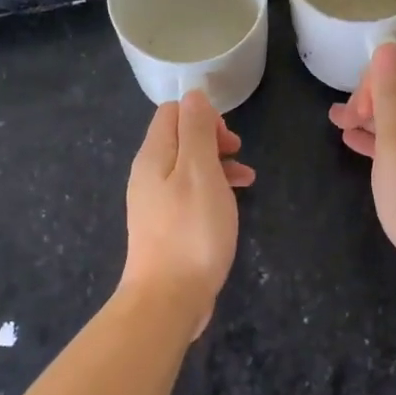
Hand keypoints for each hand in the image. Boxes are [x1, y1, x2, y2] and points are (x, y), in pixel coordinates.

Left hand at [120, 91, 254, 335]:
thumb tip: (193, 96)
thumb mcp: (200, 172)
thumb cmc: (191, 231)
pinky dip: (212, 190)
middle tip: (238, 154)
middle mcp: (148, 174)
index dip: (203, 116)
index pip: (172, 112)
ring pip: (188, 167)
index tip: (228, 139)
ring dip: (218, 165)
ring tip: (247, 179)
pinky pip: (189, 194)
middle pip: (179, 139)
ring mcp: (155, 203)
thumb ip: (197, 130)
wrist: (168, 298)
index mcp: (153, 156)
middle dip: (213, 139)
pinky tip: (233, 204)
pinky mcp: (166, 227)